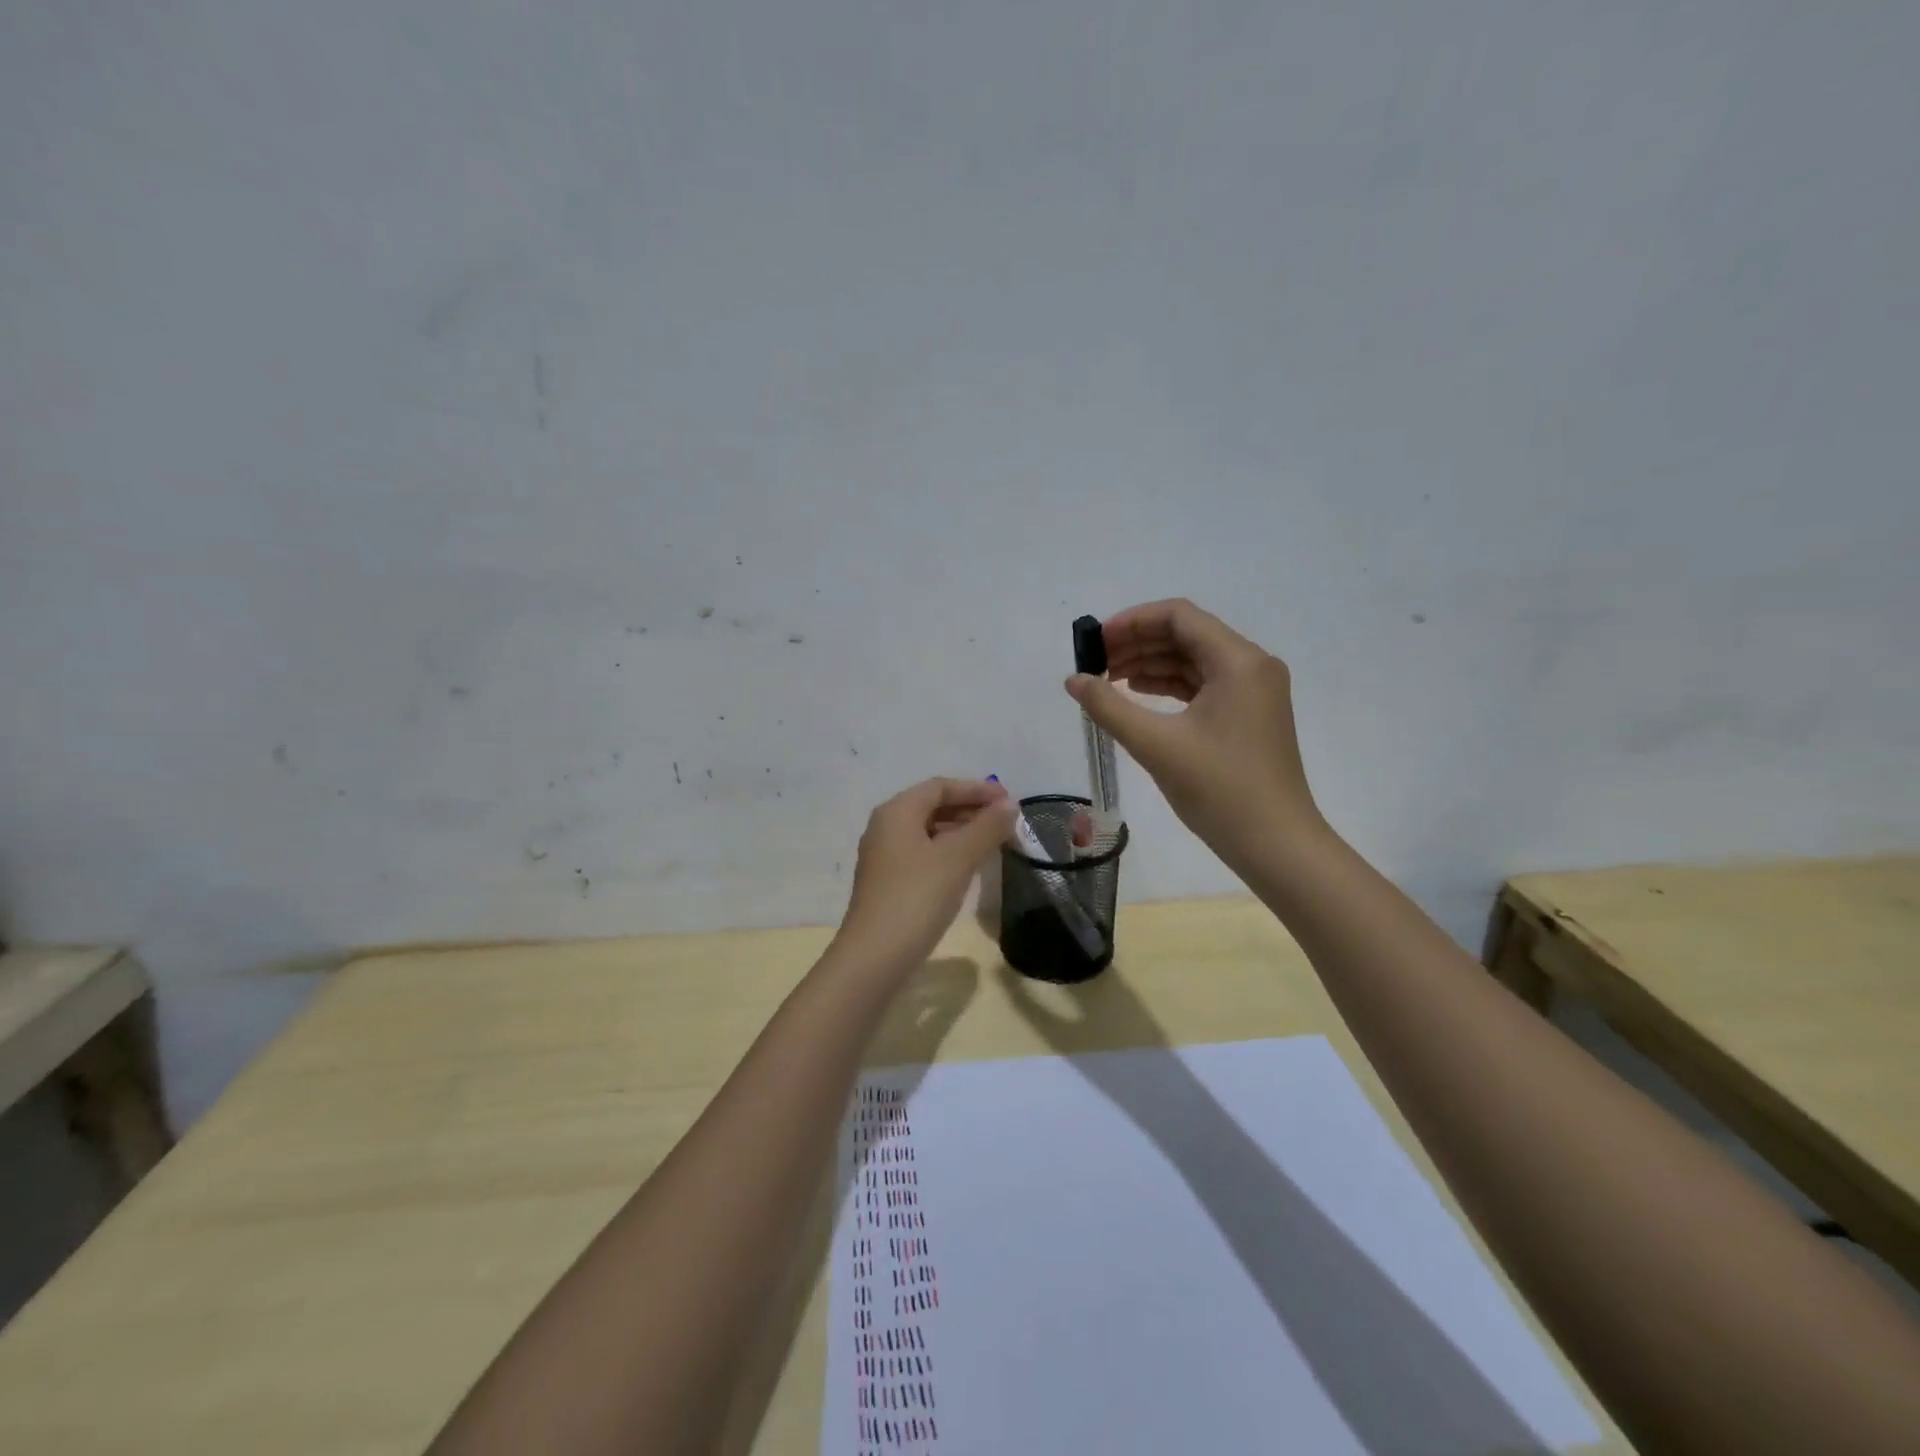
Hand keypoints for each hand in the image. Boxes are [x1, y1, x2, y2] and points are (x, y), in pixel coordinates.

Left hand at [835, 778, 1016, 972]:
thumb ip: (987, 827)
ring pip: (929, 832)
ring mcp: (884, 857)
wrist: (875, 957)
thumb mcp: (958, 858)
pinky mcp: (888, 883)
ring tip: (995, 843)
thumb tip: (1010, 805)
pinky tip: (969, 868)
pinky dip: (949, 853)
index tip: (1009, 800)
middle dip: (971, 810)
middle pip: (933, 806)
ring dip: (962, 832)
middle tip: (1006, 822)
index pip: (940, 786)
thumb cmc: (917, 897)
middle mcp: (885, 827)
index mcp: (897, 812)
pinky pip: (924, 855)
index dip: (976, 789)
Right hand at [1065, 599, 1324, 862]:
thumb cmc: (1219, 790)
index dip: (1132, 621)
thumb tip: (1073, 680)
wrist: (1276, 844)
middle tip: (1094, 663)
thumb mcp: (1156, 745)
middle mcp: (1252, 665)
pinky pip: (1204, 684)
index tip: (1095, 642)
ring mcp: (1254, 691)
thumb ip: (1109, 706)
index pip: (1179, 616)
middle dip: (1137, 643)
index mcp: (1238, 661)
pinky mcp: (1249, 714)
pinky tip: (1137, 696)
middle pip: (1186, 634)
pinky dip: (1169, 686)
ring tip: (1107, 680)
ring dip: (1150, 664)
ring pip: (1194, 660)